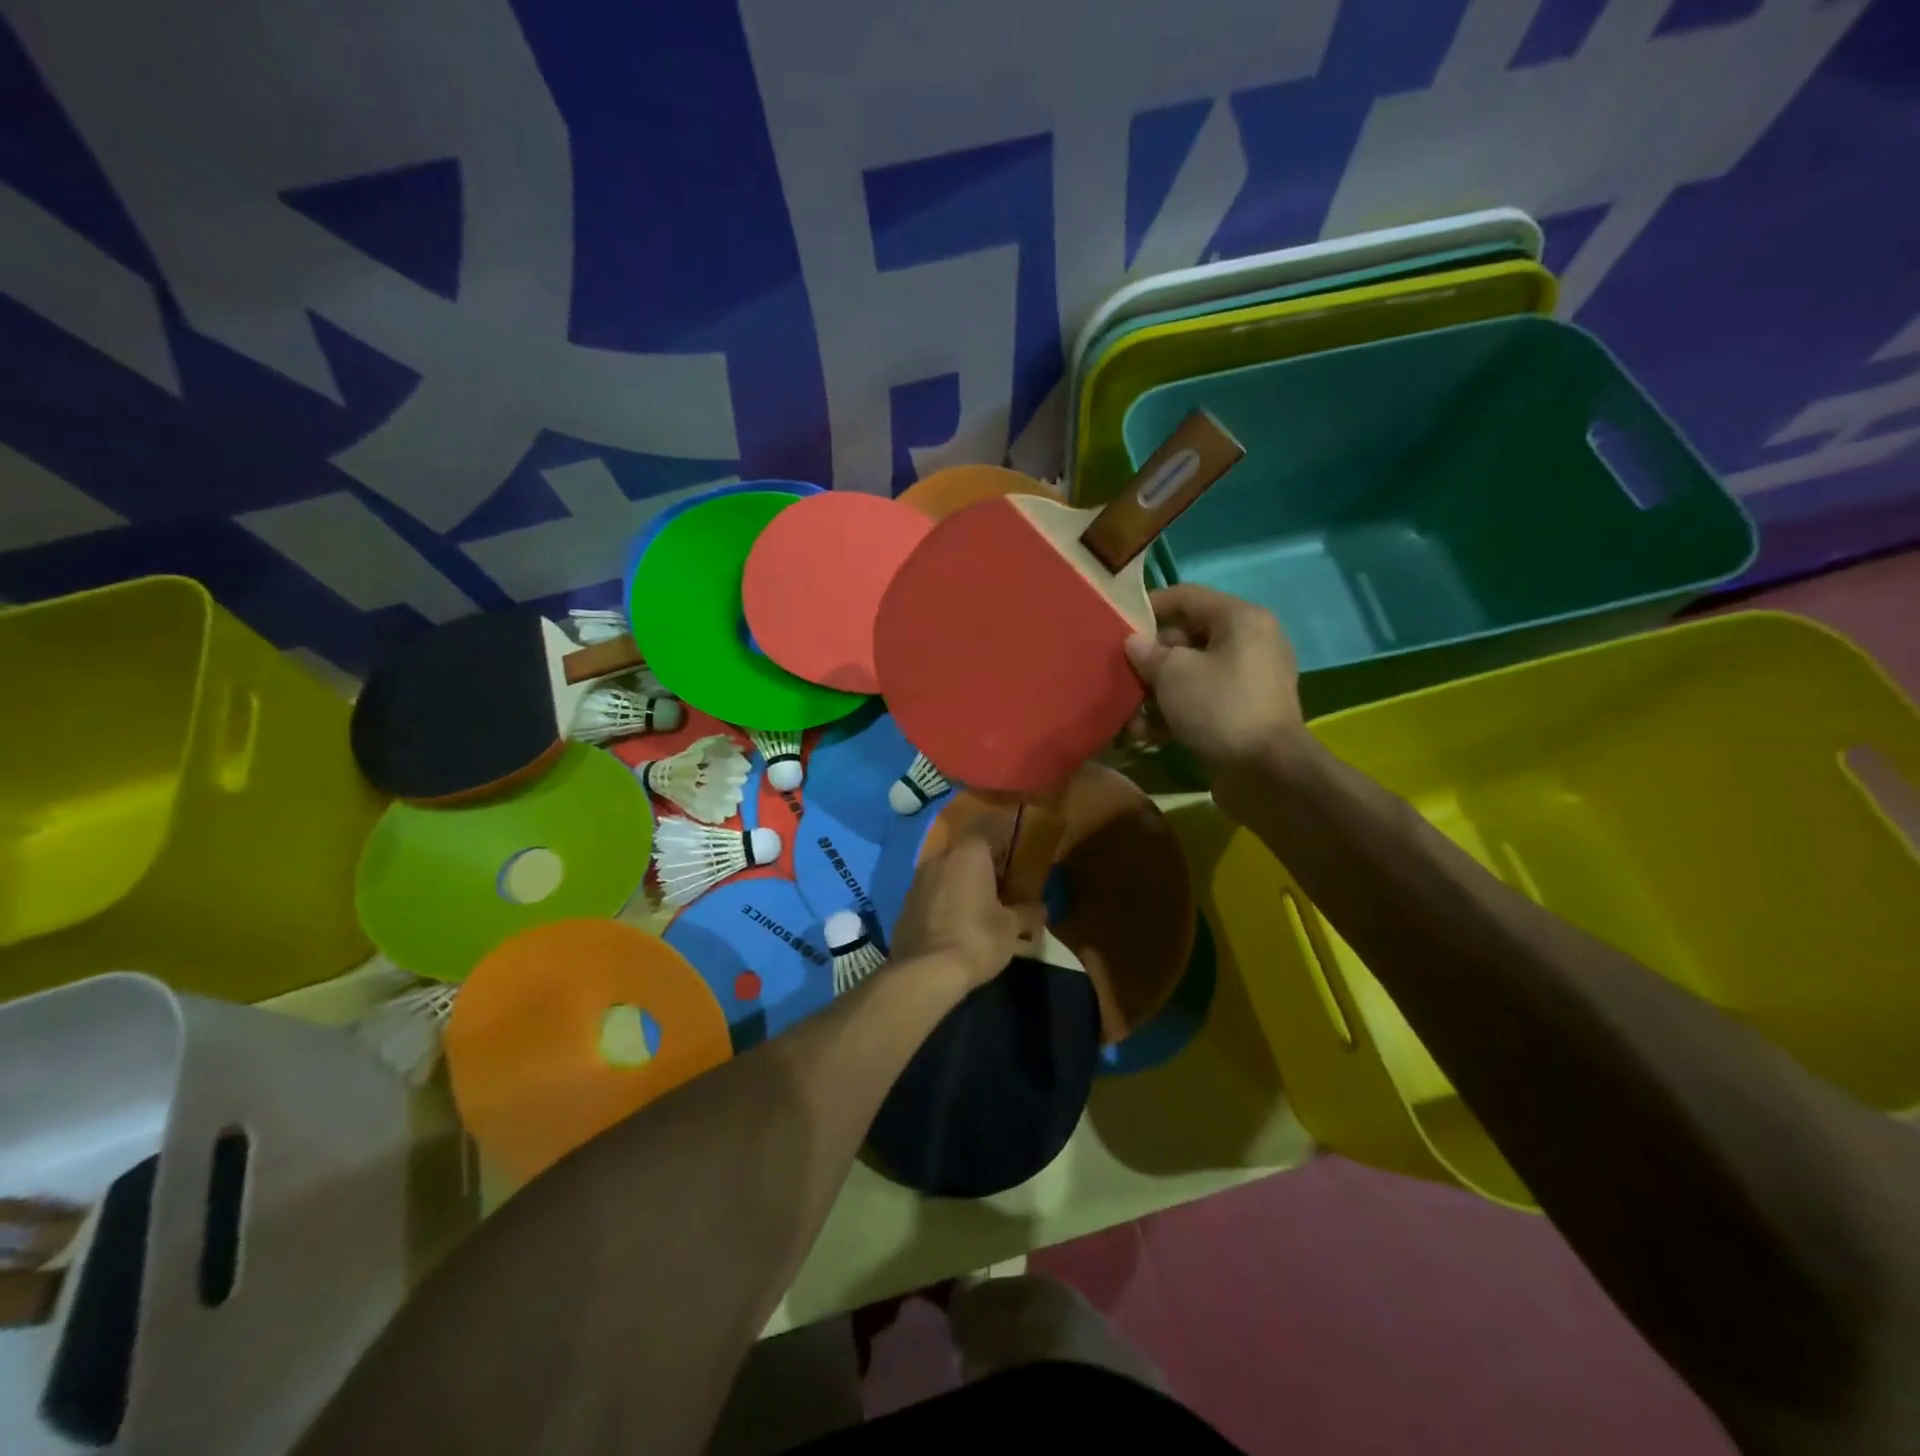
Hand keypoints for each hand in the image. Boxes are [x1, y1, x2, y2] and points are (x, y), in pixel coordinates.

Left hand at [890, 830, 1044, 992]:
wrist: (924, 971)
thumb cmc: (976, 938)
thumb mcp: (1012, 927)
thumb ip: (1028, 912)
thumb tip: (1040, 908)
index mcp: (969, 853)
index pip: (989, 828)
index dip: (1004, 835)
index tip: (1016, 846)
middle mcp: (940, 858)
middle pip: (966, 851)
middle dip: (984, 863)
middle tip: (1002, 880)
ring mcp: (918, 880)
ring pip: (946, 872)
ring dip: (962, 882)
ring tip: (979, 903)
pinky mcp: (905, 904)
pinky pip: (932, 893)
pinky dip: (945, 901)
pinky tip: (956, 921)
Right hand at [1124, 584, 1304, 797]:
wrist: (1267, 772)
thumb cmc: (1219, 708)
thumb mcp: (1173, 674)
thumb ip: (1148, 652)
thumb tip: (1135, 644)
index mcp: (1240, 619)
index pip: (1186, 596)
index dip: (1148, 607)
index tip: (1117, 625)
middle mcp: (1249, 643)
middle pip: (1186, 638)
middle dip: (1148, 660)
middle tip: (1120, 676)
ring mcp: (1247, 680)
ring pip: (1189, 674)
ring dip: (1155, 694)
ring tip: (1128, 718)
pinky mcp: (1241, 713)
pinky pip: (1200, 701)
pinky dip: (1174, 714)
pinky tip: (1146, 735)